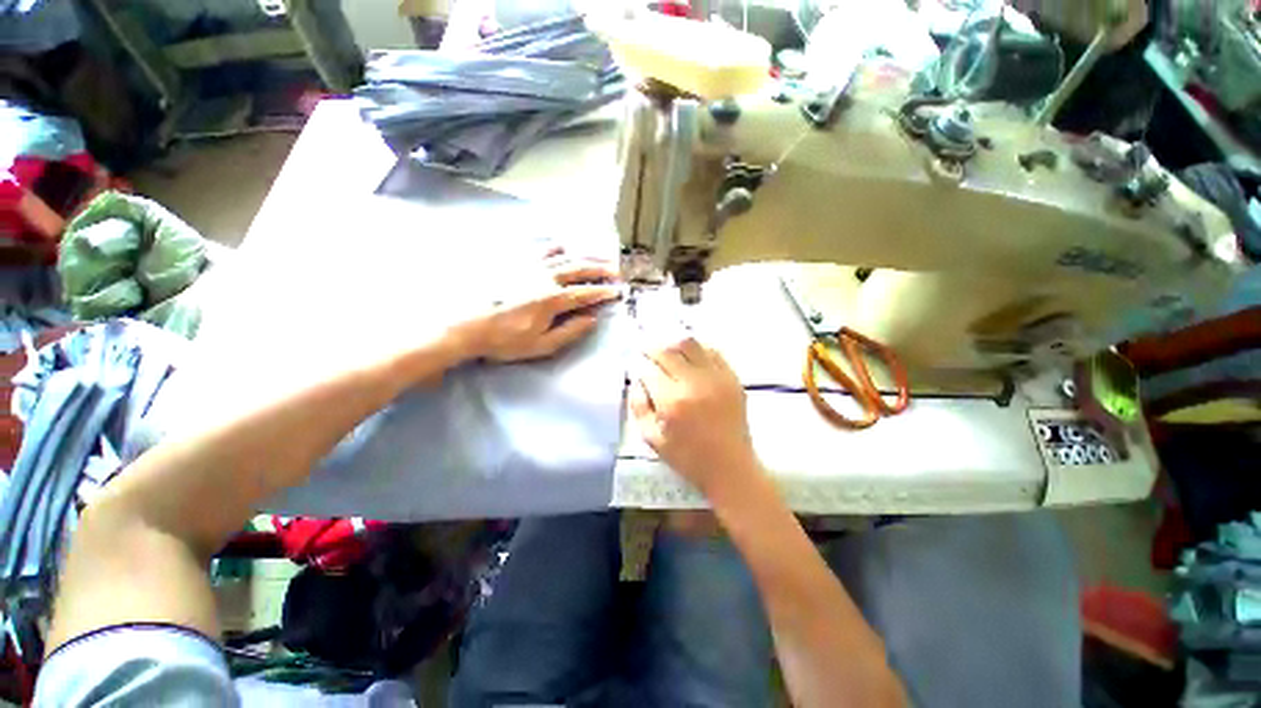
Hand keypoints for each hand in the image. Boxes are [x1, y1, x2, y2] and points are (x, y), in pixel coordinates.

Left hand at [459, 248, 620, 362]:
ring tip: (601, 258)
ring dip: (586, 257)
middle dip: (601, 269)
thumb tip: (592, 319)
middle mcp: (545, 278)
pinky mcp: (518, 265)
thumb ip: (570, 331)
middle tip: (618, 270)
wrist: (470, 327)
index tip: (619, 291)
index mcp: (553, 299)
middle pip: (579, 269)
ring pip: (565, 258)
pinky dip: (556, 248)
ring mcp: (531, 268)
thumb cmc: (507, 340)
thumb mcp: (542, 344)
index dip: (604, 292)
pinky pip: (541, 252)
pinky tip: (563, 247)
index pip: (586, 293)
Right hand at [629, 338, 760, 494]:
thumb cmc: (688, 458)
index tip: (635, 364)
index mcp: (672, 402)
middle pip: (668, 351)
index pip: (649, 370)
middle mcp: (694, 383)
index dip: (639, 364)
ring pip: (691, 344)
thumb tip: (636, 381)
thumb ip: (639, 407)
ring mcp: (716, 378)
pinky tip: (690, 355)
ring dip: (673, 343)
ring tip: (667, 349)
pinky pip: (712, 351)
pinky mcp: (732, 378)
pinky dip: (697, 348)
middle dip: (652, 348)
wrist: (731, 467)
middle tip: (645, 350)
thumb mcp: (653, 440)